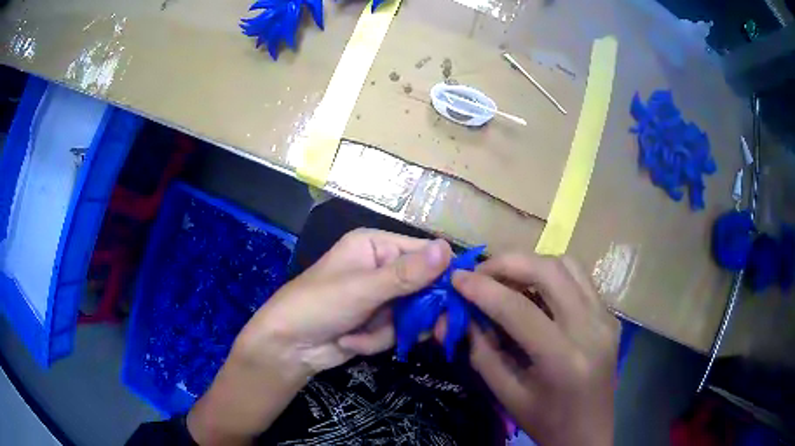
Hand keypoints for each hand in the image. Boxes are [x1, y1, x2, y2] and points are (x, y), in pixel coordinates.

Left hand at [188, 229, 451, 444]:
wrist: (287, 347)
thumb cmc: (318, 305)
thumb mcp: (363, 289)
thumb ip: (407, 274)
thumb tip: (448, 248)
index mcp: (375, 246)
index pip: (424, 253)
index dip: (442, 274)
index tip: (457, 298)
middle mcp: (381, 268)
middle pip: (423, 287)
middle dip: (416, 313)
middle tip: (429, 332)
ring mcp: (380, 298)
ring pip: (412, 314)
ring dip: (387, 330)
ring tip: (358, 334)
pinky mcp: (377, 322)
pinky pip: (397, 331)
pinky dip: (376, 341)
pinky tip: (350, 341)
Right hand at [451, 253, 618, 445]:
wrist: (589, 432)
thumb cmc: (546, 422)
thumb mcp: (506, 395)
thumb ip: (482, 352)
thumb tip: (464, 314)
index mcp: (563, 359)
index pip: (518, 309)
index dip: (483, 289)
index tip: (456, 278)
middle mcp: (591, 329)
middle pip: (549, 271)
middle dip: (507, 262)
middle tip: (480, 272)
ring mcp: (605, 318)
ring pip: (568, 265)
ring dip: (532, 263)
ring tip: (506, 278)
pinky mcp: (610, 316)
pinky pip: (580, 279)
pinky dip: (552, 274)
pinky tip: (535, 290)